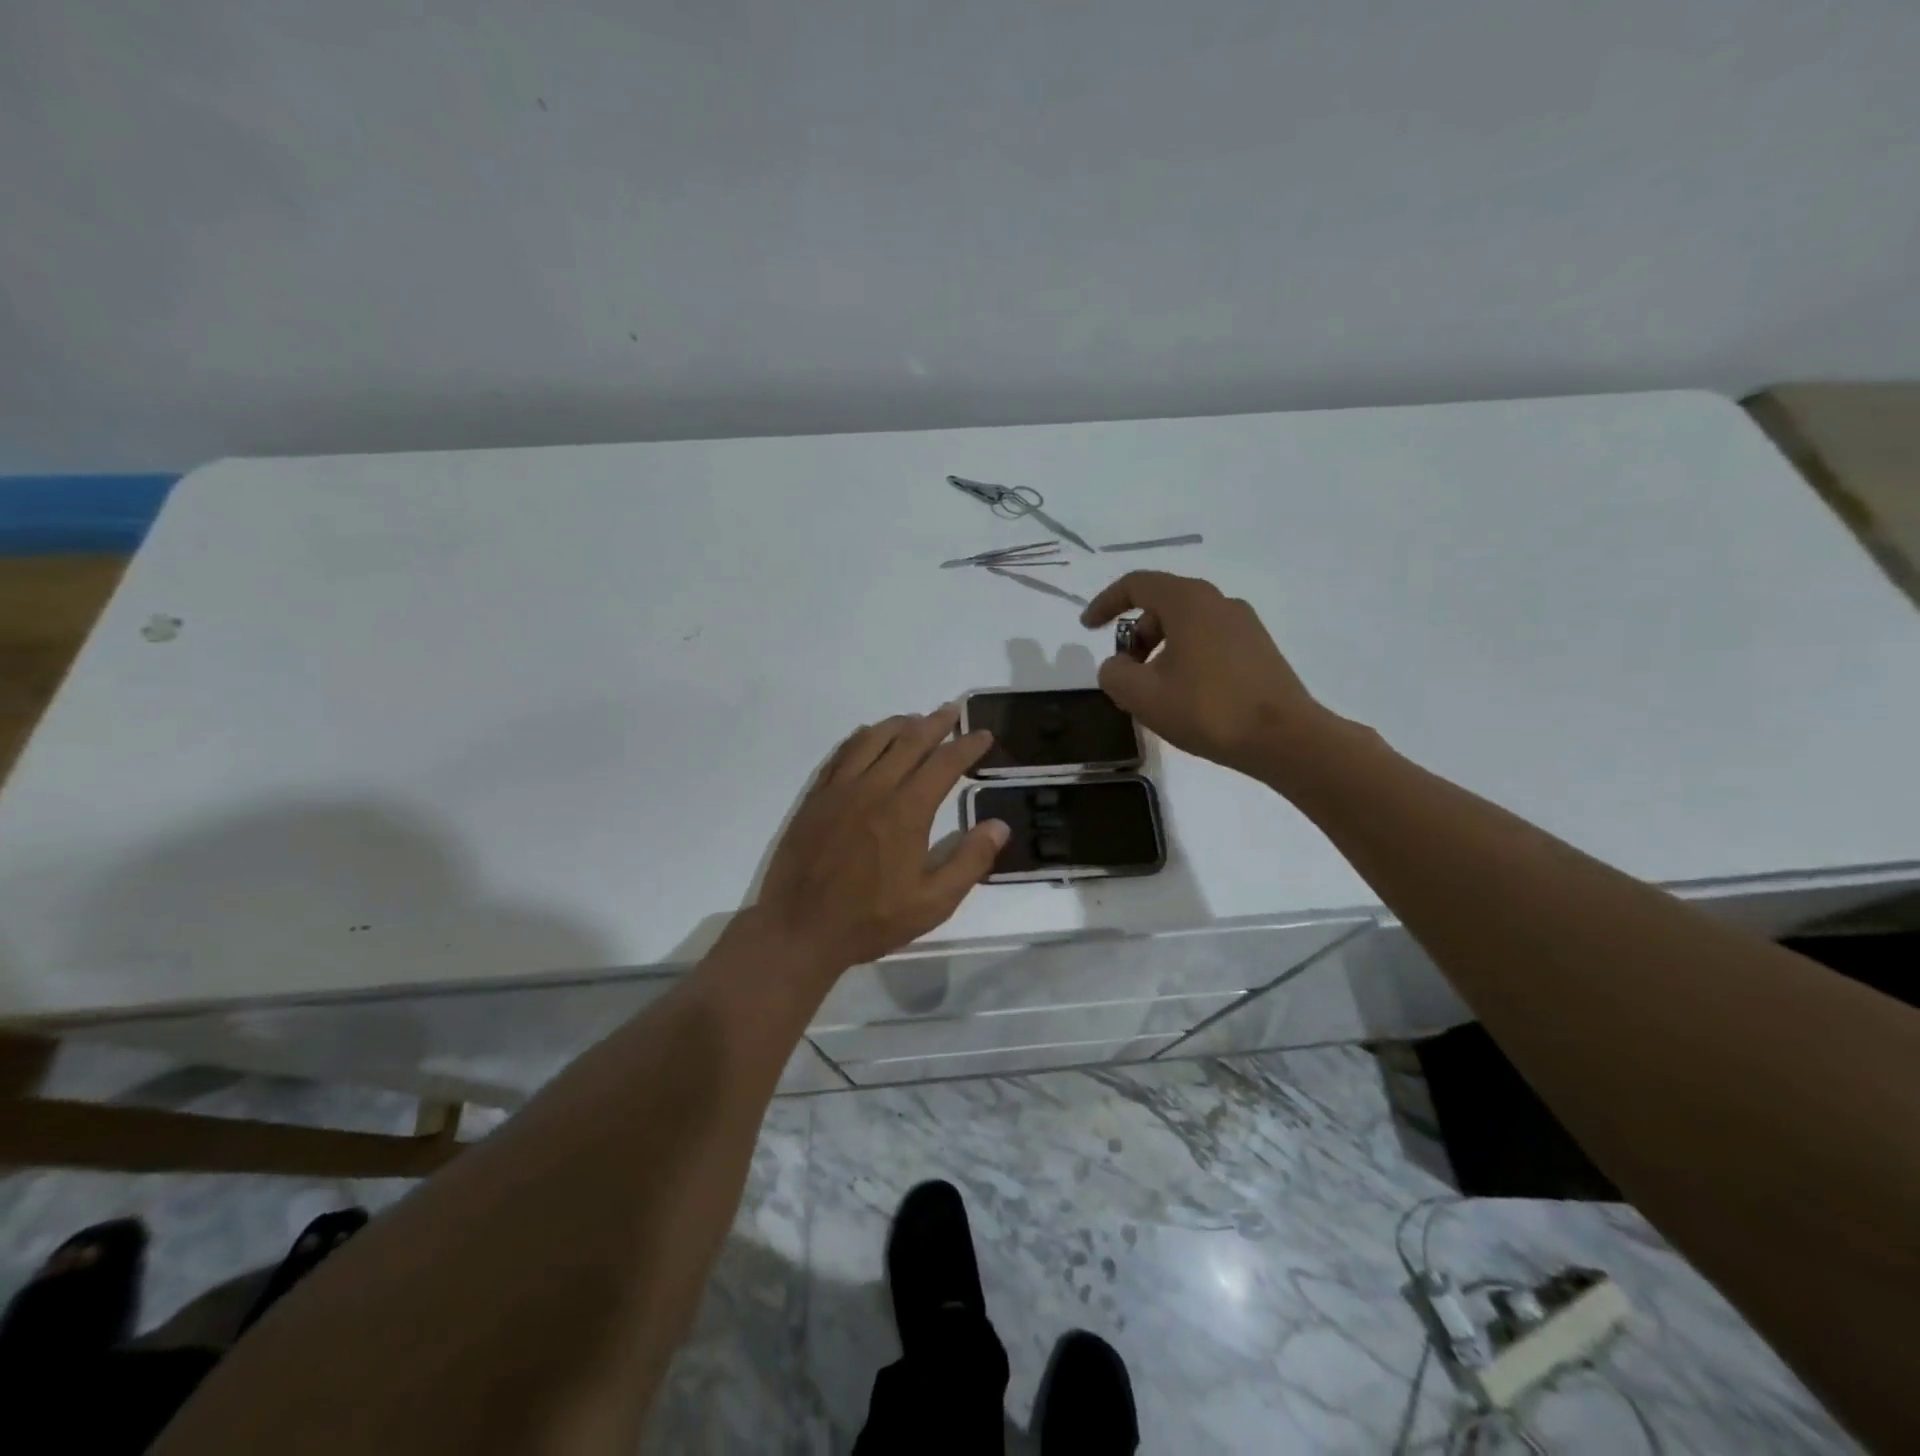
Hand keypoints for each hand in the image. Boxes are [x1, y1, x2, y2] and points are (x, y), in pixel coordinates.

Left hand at [754, 705, 1009, 973]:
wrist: (800, 929)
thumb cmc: (871, 919)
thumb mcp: (933, 903)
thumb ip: (969, 862)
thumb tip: (999, 825)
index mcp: (906, 811)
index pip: (944, 764)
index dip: (967, 746)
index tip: (983, 734)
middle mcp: (874, 788)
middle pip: (909, 741)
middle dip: (936, 723)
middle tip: (953, 711)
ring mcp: (840, 789)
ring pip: (873, 740)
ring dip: (899, 724)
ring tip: (916, 719)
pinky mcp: (816, 797)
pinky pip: (841, 754)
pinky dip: (861, 737)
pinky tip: (868, 735)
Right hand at [1081, 571, 1330, 777]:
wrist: (1284, 738)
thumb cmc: (1207, 709)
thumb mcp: (1142, 695)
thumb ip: (1114, 674)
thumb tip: (1117, 666)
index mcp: (1188, 602)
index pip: (1136, 584)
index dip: (1105, 603)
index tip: (1087, 628)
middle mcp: (1218, 602)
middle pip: (1162, 606)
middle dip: (1134, 636)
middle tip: (1124, 673)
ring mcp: (1244, 625)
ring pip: (1186, 626)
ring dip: (1159, 650)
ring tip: (1153, 692)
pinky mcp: (1259, 649)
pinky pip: (1208, 642)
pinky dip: (1185, 658)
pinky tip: (1185, 696)